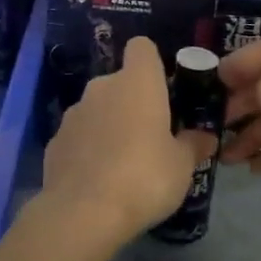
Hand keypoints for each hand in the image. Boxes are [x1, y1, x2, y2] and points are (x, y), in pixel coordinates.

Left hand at [35, 37, 217, 253]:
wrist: (83, 213)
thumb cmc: (144, 177)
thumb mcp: (182, 165)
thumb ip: (193, 145)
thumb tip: (205, 137)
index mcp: (137, 82)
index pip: (142, 47)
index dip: (153, 63)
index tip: (165, 90)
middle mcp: (101, 87)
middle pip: (120, 82)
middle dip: (134, 102)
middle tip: (152, 135)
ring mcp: (73, 114)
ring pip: (97, 108)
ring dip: (110, 125)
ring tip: (124, 163)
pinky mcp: (55, 141)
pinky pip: (79, 136)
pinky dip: (89, 149)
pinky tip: (98, 179)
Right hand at [217, 26, 260, 181]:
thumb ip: (244, 85)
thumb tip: (232, 86)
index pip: (243, 58)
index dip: (220, 78)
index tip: (199, 101)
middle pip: (258, 87)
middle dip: (234, 114)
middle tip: (210, 136)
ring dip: (251, 137)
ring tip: (227, 161)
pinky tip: (255, 168)